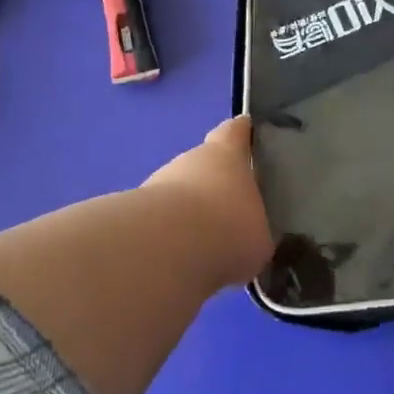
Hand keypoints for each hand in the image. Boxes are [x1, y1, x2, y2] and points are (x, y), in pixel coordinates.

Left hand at [143, 116, 272, 288]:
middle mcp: (190, 160)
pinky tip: (182, 261)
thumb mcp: (259, 235)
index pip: (234, 132)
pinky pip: (161, 223)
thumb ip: (254, 229)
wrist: (166, 250)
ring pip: (179, 195)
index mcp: (226, 154)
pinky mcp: (134, 214)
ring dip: (190, 214)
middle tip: (230, 212)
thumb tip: (249, 236)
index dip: (241, 132)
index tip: (247, 132)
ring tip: (206, 245)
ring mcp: (158, 185)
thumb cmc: (228, 228)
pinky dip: (170, 238)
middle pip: (204, 165)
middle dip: (214, 185)